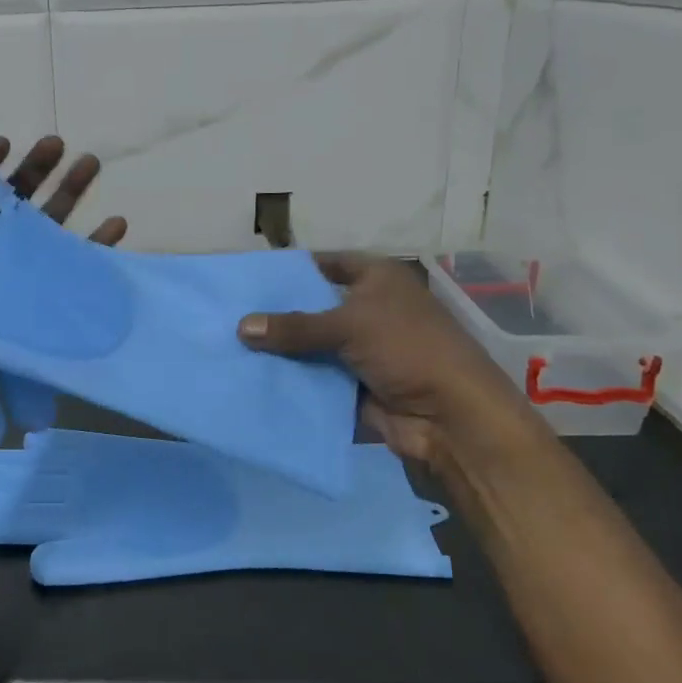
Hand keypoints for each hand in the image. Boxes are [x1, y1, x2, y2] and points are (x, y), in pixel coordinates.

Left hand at [0, 135, 126, 306]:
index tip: (7, 143)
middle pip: (16, 199)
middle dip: (37, 169)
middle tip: (58, 144)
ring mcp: (23, 272)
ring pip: (49, 223)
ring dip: (70, 193)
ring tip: (91, 164)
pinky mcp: (48, 296)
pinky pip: (75, 263)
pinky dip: (96, 243)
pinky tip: (116, 225)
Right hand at [237, 255, 550, 485]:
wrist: (451, 418)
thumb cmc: (408, 349)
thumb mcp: (349, 325)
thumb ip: (295, 326)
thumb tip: (240, 326)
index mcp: (378, 279)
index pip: (326, 264)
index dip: (292, 269)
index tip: (250, 278)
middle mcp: (370, 309)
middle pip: (314, 306)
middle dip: (278, 313)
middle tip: (230, 313)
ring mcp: (362, 350)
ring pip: (312, 345)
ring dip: (281, 350)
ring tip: (230, 345)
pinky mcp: (355, 385)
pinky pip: (316, 377)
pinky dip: (292, 379)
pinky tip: (252, 377)